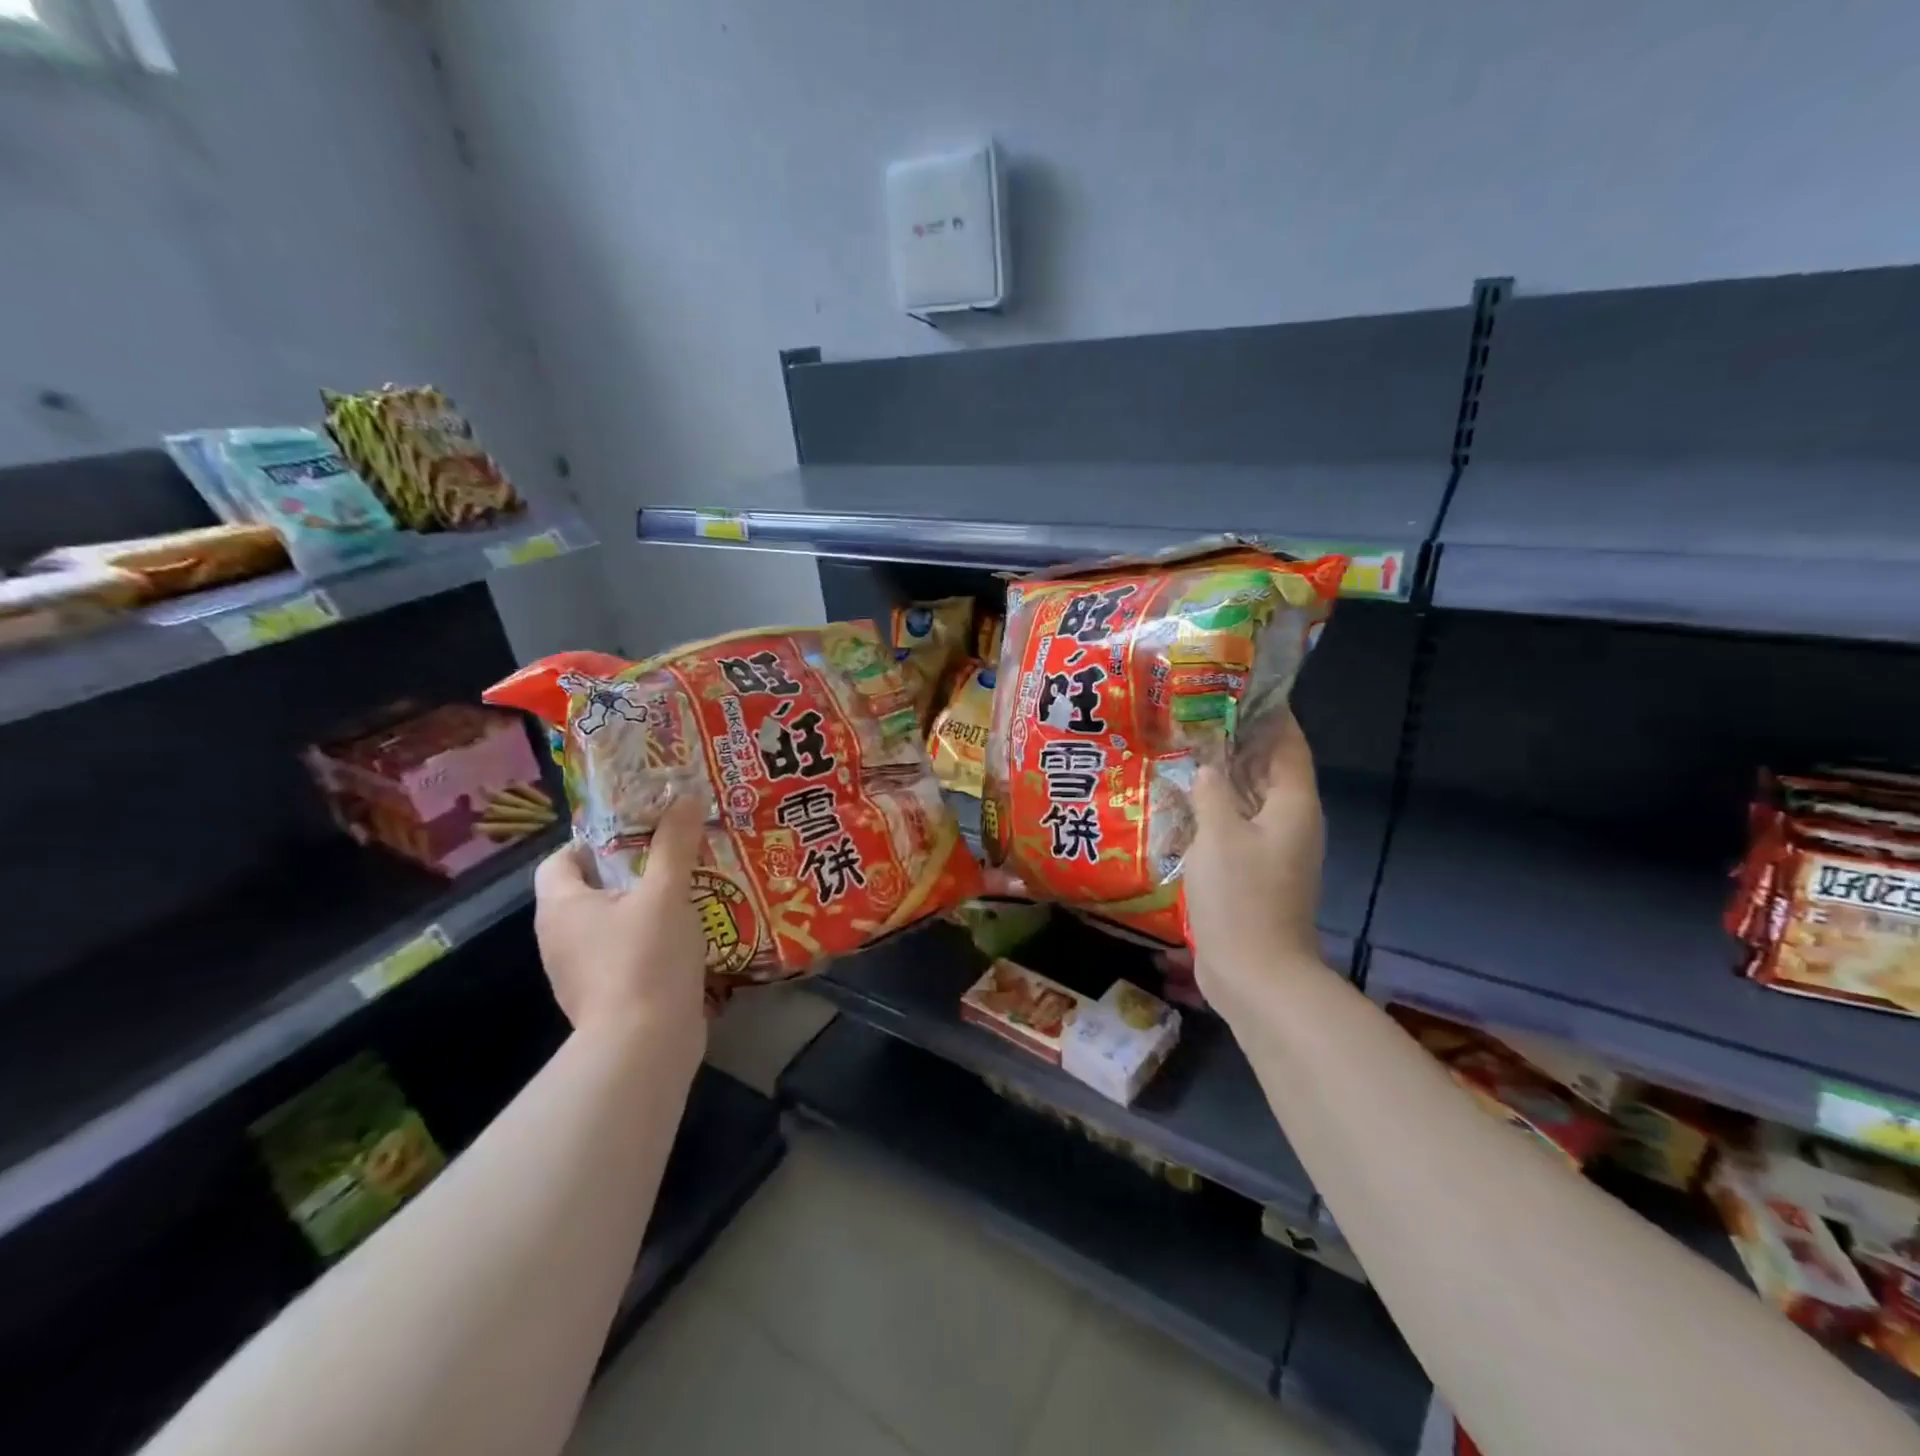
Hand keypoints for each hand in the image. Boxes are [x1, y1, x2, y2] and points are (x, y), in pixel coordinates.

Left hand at [533, 790, 708, 1044]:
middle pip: (588, 889)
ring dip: (641, 906)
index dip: (594, 840)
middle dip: (628, 869)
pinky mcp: (605, 997)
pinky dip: (647, 939)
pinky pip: (623, 953)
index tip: (638, 832)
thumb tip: (684, 795)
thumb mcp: (666, 892)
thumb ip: (675, 843)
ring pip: (609, 922)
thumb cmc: (645, 958)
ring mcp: (579, 972)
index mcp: (560, 907)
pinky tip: (683, 936)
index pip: (560, 859)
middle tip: (671, 854)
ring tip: (684, 891)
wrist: (645, 1047)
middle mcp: (558, 938)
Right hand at [1185, 712, 1326, 1016]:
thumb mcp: (1219, 835)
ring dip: (1224, 778)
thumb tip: (1207, 768)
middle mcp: (1290, 822)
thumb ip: (1212, 793)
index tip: (1240, 690)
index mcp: (1293, 805)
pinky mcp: (1255, 873)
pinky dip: (1216, 811)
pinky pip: (1237, 828)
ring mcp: (1273, 851)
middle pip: (1270, 770)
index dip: (1270, 715)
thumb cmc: (1241, 897)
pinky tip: (1183, 805)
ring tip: (1186, 752)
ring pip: (1250, 800)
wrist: (1255, 974)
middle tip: (1198, 716)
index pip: (1288, 745)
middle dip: (1239, 743)